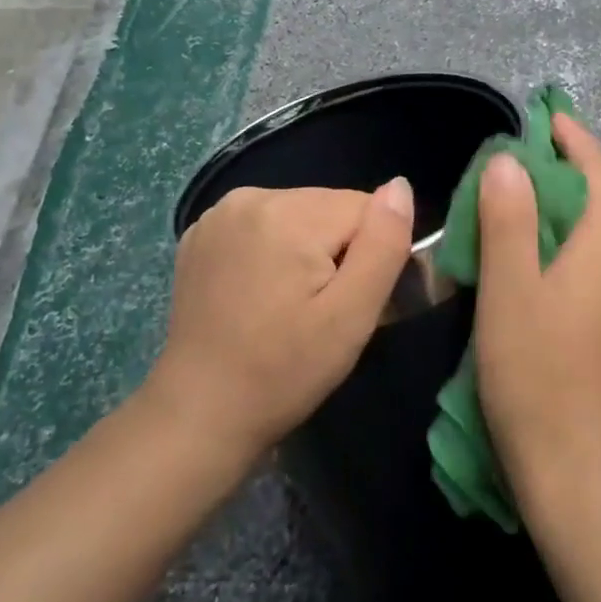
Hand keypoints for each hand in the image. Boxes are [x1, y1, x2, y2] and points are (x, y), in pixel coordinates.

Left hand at [144, 180, 414, 465]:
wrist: (198, 415)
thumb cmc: (283, 372)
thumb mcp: (351, 317)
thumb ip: (384, 245)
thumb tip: (401, 186)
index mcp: (290, 213)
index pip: (365, 208)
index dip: (370, 254)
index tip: (349, 301)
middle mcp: (251, 197)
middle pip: (331, 207)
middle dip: (339, 250)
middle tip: (321, 310)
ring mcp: (219, 214)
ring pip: (300, 214)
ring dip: (308, 249)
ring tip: (290, 305)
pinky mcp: (201, 234)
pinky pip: (264, 225)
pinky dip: (273, 251)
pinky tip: (259, 294)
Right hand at [474, 114, 600, 505]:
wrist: (578, 463)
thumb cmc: (534, 369)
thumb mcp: (508, 288)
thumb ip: (508, 218)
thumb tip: (509, 161)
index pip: (600, 170)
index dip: (575, 138)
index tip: (547, 119)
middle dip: (587, 162)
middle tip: (545, 150)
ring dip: (593, 196)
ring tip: (550, 193)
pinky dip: (595, 230)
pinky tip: (564, 250)